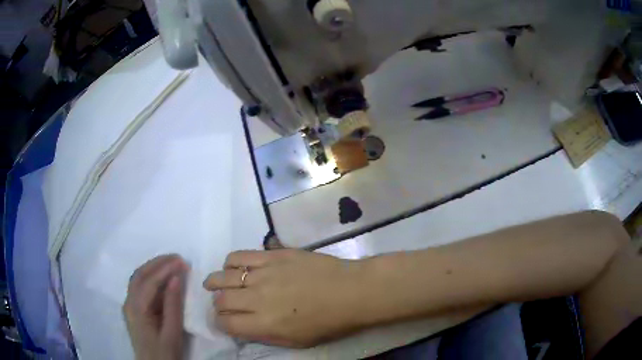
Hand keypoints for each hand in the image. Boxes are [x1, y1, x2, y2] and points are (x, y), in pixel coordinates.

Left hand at [124, 255, 188, 359]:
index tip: (182, 261)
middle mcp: (129, 302)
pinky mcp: (132, 309)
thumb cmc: (164, 354)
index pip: (150, 282)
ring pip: (137, 279)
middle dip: (157, 263)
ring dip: (152, 268)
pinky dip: (150, 277)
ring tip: (170, 263)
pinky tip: (161, 278)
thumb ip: (173, 306)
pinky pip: (139, 287)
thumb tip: (176, 278)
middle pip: (139, 275)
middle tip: (177, 258)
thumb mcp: (172, 333)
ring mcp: (129, 305)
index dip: (165, 269)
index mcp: (137, 309)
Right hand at [203, 250, 367, 347]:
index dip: (219, 323)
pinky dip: (230, 262)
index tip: (222, 321)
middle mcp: (257, 298)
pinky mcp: (272, 255)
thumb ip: (264, 336)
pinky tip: (232, 267)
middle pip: (221, 299)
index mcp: (264, 324)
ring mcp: (264, 274)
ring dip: (215, 282)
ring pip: (225, 276)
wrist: (351, 291)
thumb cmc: (328, 322)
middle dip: (217, 304)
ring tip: (214, 283)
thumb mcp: (295, 341)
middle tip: (221, 304)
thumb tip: (242, 328)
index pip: (226, 323)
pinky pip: (240, 256)